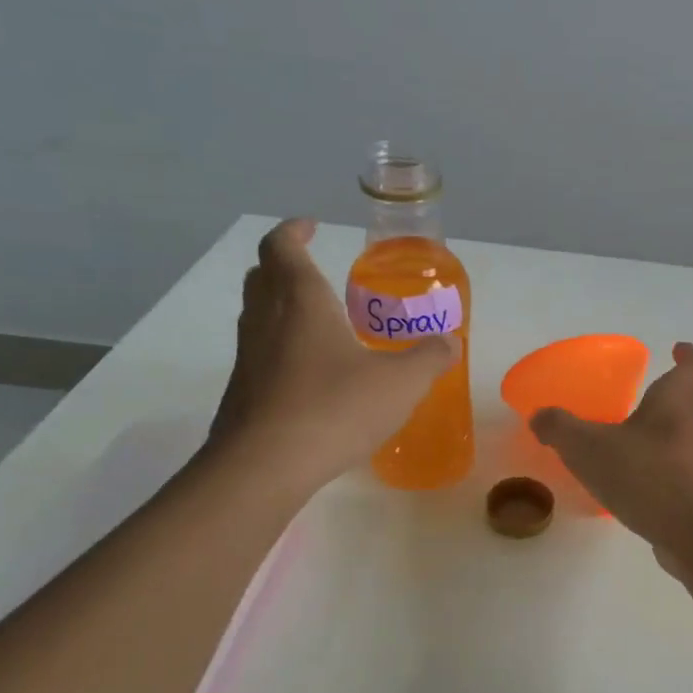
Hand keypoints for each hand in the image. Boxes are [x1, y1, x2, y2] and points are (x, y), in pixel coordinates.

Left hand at [209, 219, 456, 490]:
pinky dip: (281, 349)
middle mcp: (266, 319)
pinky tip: (312, 377)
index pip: (282, 246)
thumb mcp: (400, 383)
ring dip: (281, 308)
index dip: (294, 230)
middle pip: (263, 276)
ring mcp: (248, 357)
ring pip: (257, 315)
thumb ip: (428, 358)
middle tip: (316, 272)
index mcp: (300, 300)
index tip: (312, 226)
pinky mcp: (242, 393)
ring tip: (320, 324)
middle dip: (285, 265)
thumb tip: (450, 342)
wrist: (266, 466)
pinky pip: (261, 355)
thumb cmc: (335, 408)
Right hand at [530, 342, 692, 564]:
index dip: (690, 354)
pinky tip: (647, 486)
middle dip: (678, 399)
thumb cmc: (647, 476)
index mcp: (681, 398)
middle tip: (648, 406)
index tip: (676, 350)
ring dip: (677, 436)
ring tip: (642, 448)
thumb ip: (560, 428)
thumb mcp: (588, 448)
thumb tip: (540, 417)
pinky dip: (676, 470)